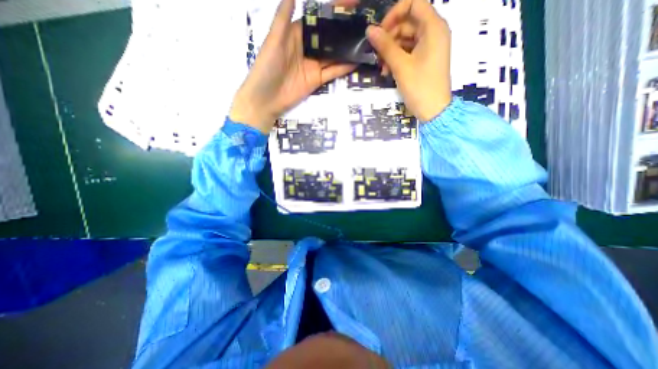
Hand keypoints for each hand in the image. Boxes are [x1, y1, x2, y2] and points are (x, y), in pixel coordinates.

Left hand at [230, 0, 356, 133]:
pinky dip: (343, 68)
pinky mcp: (316, 80)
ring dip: (346, 50)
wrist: (266, 99)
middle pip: (328, 38)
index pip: (317, 20)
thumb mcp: (274, 40)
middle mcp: (307, 48)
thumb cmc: (267, 67)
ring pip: (332, 55)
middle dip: (343, 32)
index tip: (350, 5)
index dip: (332, 12)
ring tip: (363, 42)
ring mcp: (313, 65)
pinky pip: (332, 72)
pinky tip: (356, 61)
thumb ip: (283, 17)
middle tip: (362, 25)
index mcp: (296, 34)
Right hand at [365, 0, 453, 120]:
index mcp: (433, 27)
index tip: (380, 31)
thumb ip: (385, 46)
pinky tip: (388, 71)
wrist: (433, 110)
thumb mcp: (401, 66)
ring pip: (406, 38)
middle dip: (390, 37)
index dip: (394, 13)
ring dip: (391, 51)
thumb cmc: (420, 86)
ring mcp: (430, 47)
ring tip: (382, 67)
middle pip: (408, 22)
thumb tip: (369, 30)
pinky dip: (397, 59)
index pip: (414, 3)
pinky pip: (409, 51)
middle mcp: (434, 32)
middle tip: (377, 54)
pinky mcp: (425, 59)